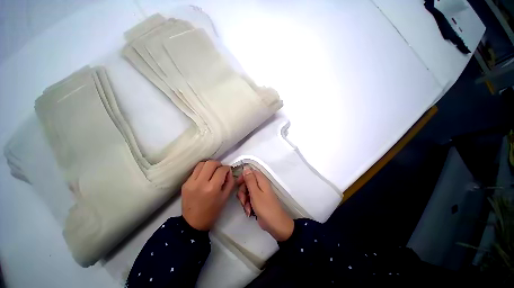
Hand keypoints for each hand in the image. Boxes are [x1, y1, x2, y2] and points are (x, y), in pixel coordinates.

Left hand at [182, 160, 234, 230]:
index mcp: (213, 188)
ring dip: (209, 165)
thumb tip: (229, 171)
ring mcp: (191, 182)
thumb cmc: (213, 211)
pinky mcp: (185, 183)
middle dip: (218, 164)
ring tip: (212, 171)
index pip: (222, 169)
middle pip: (211, 163)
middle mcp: (201, 182)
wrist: (193, 222)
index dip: (227, 169)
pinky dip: (202, 170)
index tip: (227, 172)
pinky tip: (204, 177)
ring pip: (202, 164)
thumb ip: (230, 181)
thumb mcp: (226, 197)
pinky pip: (195, 170)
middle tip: (220, 170)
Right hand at [236, 166, 293, 240]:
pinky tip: (249, 212)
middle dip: (242, 191)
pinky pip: (249, 199)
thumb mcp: (255, 193)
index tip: (238, 184)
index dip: (243, 177)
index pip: (250, 172)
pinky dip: (247, 205)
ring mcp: (259, 193)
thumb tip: (246, 167)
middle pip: (247, 183)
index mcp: (261, 180)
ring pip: (246, 192)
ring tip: (247, 208)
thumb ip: (250, 180)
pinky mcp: (258, 201)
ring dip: (244, 200)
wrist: (275, 224)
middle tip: (242, 200)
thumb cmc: (265, 207)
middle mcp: (260, 185)